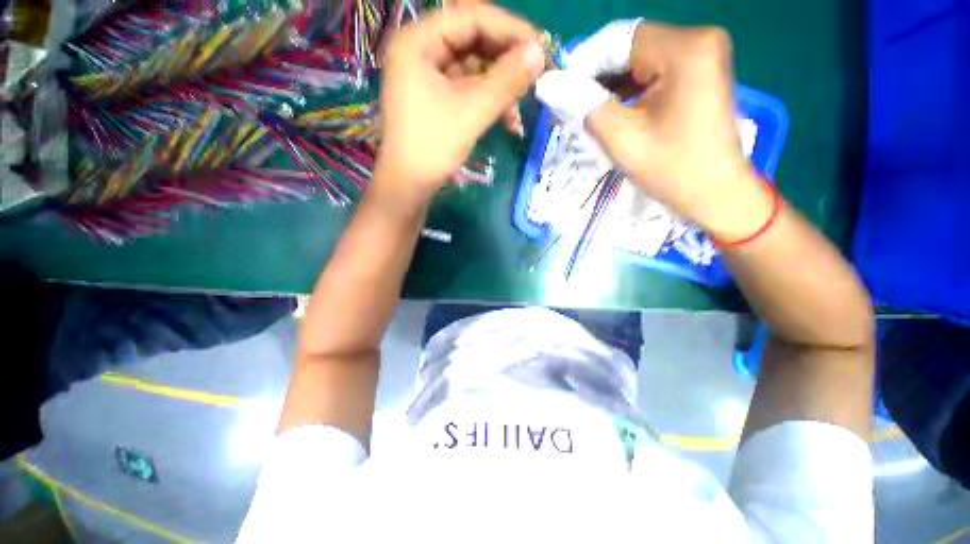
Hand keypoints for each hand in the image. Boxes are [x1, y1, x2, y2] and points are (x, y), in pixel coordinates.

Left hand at [373, 5, 544, 213]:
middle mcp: (421, 51)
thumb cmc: (433, 147)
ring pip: (473, 68)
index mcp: (419, 41)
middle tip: (536, 75)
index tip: (540, 47)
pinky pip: (468, 90)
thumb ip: (506, 80)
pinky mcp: (435, 99)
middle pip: (473, 41)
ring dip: (500, 88)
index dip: (509, 29)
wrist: (409, 187)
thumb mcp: (472, 112)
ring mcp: (427, 77)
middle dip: (506, 61)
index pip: (471, 17)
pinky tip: (508, 121)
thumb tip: (539, 53)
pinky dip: (489, 102)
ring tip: (521, 108)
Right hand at [535, 21, 772, 240]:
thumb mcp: (621, 137)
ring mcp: (703, 55)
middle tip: (570, 107)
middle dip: (597, 77)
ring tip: (587, 113)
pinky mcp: (700, 72)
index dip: (584, 63)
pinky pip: (654, 71)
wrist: (715, 193)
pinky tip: (613, 110)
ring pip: (640, 60)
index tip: (560, 92)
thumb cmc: (671, 168)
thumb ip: (582, 105)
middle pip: (630, 47)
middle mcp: (699, 39)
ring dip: (610, 85)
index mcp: (685, 49)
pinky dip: (629, 90)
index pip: (619, 39)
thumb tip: (547, 82)